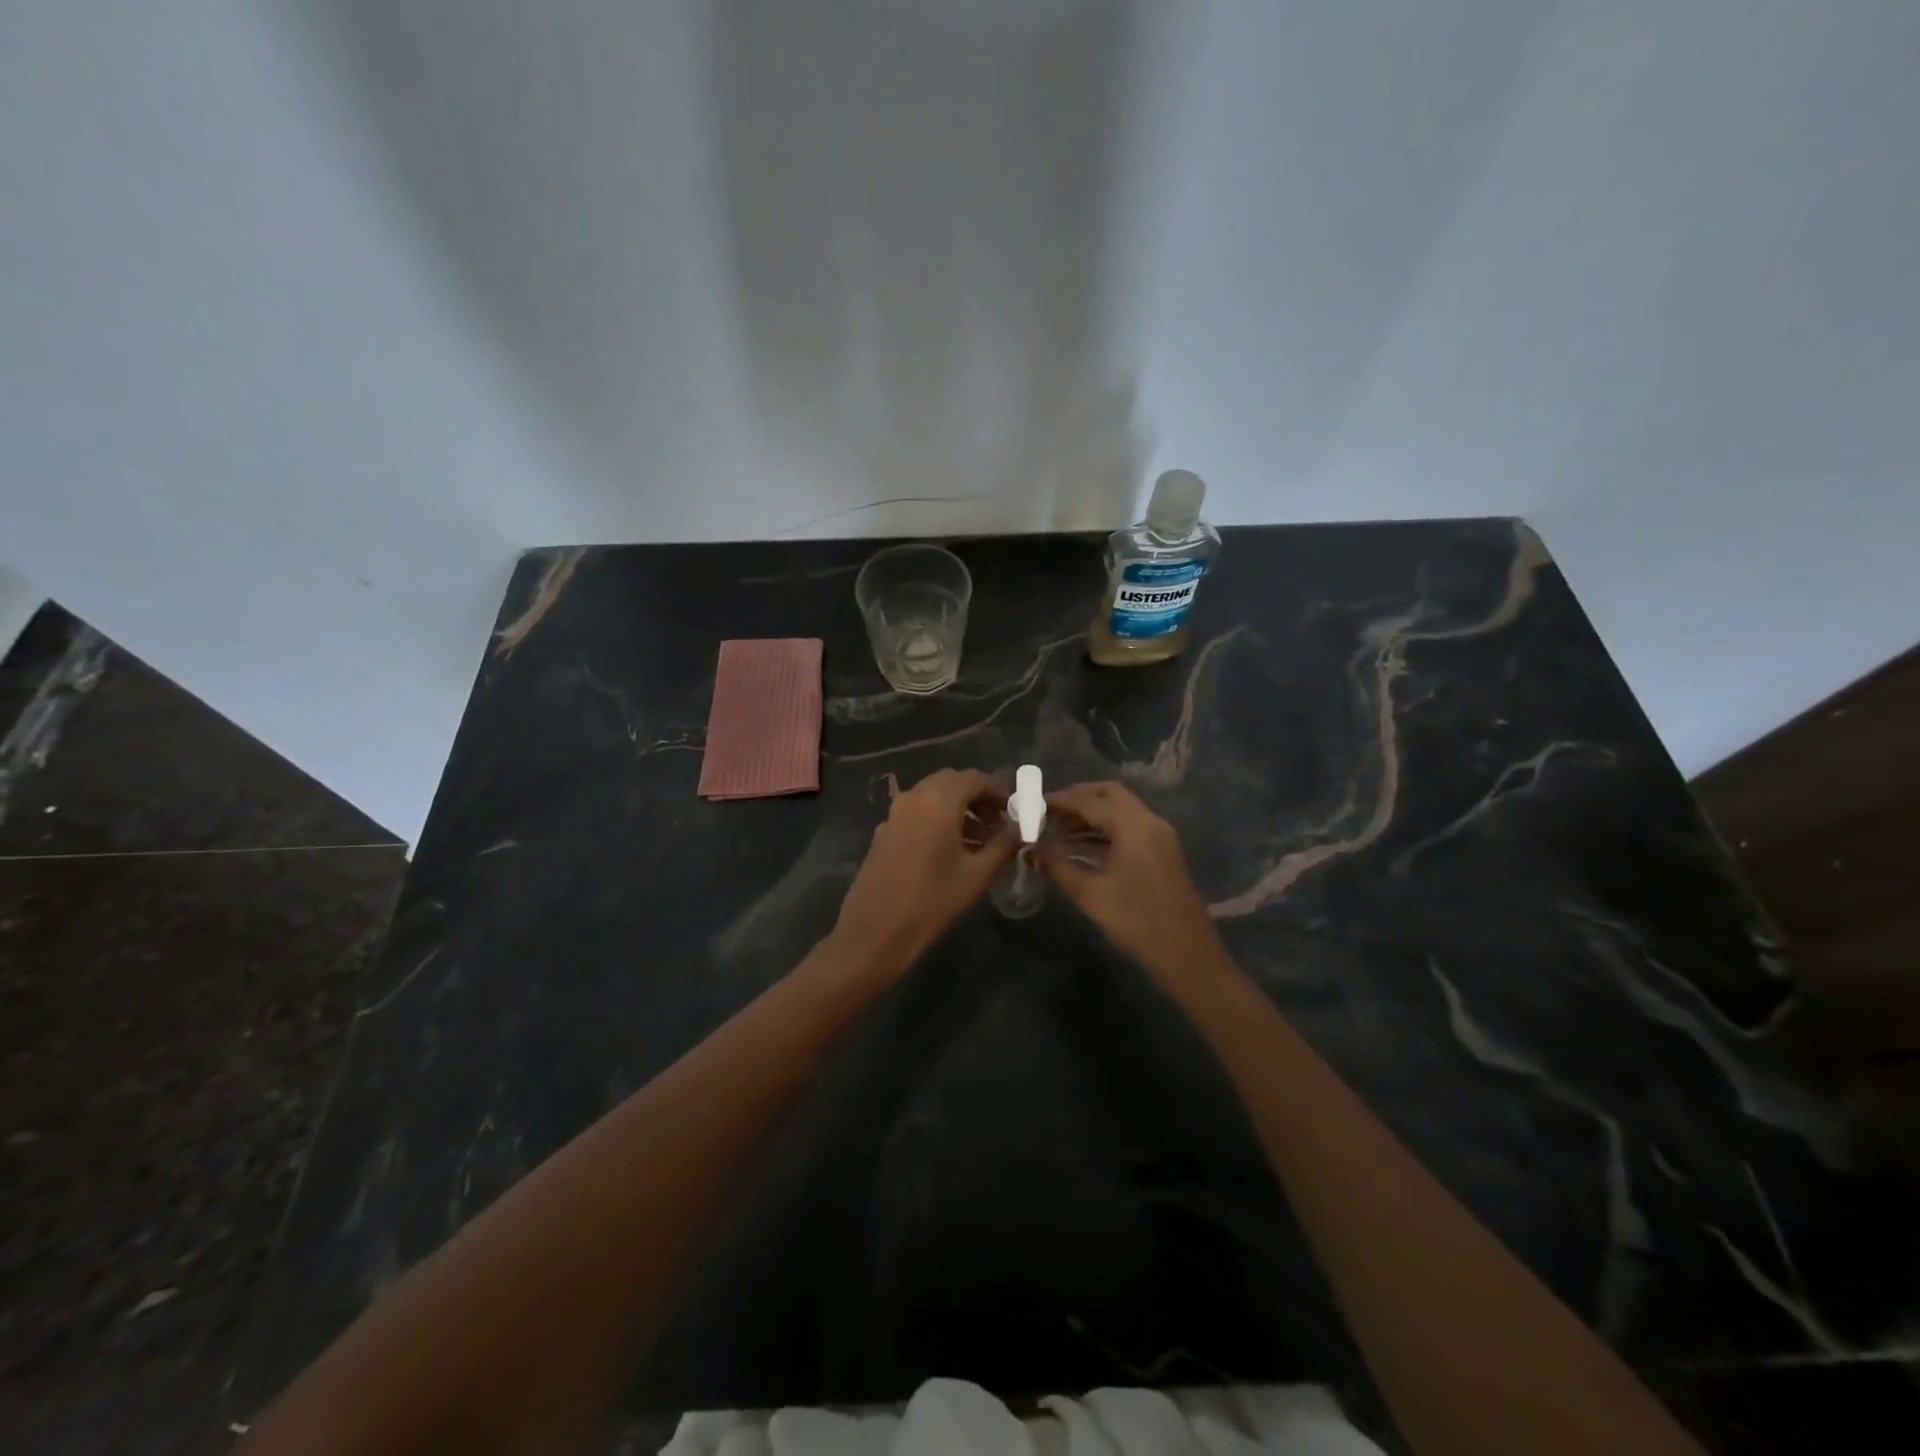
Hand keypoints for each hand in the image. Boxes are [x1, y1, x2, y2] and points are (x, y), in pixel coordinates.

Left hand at [829, 768, 1015, 976]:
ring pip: (932, 796)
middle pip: (951, 782)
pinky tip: (949, 849)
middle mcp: (914, 797)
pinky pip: (916, 813)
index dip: (998, 790)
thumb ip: (1003, 844)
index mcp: (938, 800)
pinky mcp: (884, 831)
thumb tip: (1021, 828)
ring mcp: (894, 813)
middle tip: (997, 822)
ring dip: (957, 808)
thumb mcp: (977, 874)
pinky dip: (936, 819)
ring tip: (979, 839)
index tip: (1014, 810)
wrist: (875, 931)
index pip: (974, 778)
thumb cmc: (932, 901)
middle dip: (977, 797)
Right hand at [1040, 781, 1225, 978]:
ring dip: (1090, 814)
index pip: (1090, 801)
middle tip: (1047, 812)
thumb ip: (1058, 868)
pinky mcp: (1161, 851)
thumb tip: (1030, 851)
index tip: (1032, 805)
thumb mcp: (1091, 895)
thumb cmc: (1137, 923)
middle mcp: (1149, 821)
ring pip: (1120, 810)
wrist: (1187, 955)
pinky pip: (1128, 827)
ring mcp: (1159, 835)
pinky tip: (1079, 846)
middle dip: (1077, 799)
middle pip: (1109, 794)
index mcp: (1134, 826)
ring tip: (1056, 830)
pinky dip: (1103, 829)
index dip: (1059, 801)